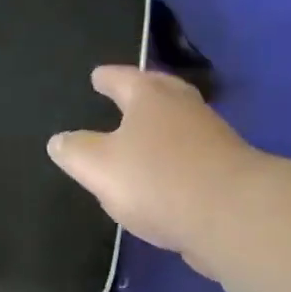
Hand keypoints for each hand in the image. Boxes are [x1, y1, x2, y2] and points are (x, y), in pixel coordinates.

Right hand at [47, 65, 260, 272]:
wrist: (231, 215)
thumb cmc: (156, 179)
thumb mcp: (98, 167)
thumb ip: (75, 151)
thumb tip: (59, 141)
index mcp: (150, 97)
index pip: (123, 78)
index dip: (106, 78)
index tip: (96, 76)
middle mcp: (183, 107)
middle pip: (159, 92)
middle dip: (141, 93)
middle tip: (125, 94)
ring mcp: (211, 137)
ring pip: (179, 123)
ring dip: (161, 126)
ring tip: (141, 137)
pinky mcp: (226, 170)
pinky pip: (191, 155)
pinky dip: (175, 158)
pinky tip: (164, 175)